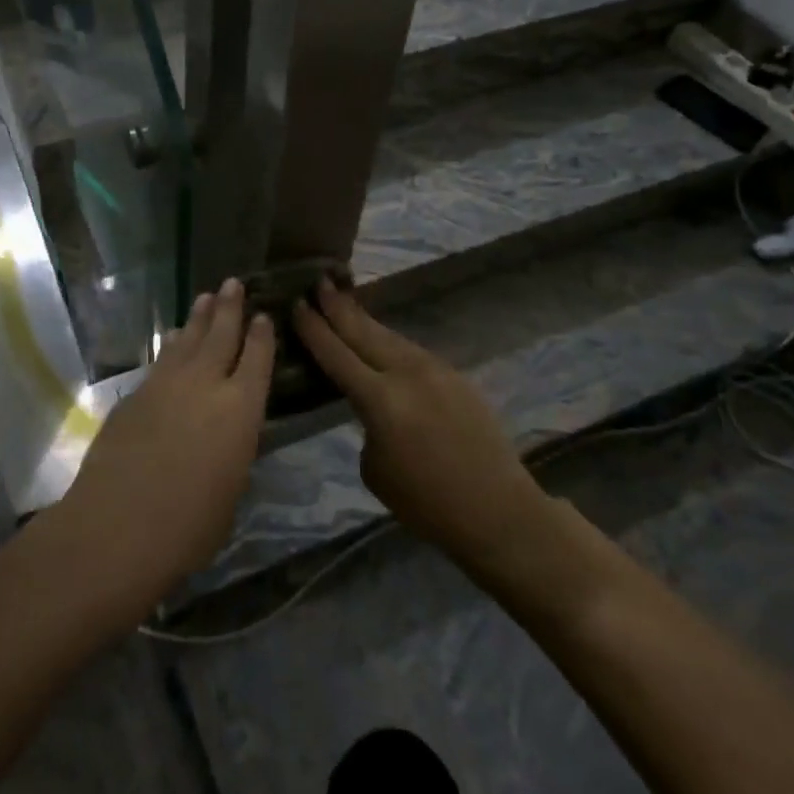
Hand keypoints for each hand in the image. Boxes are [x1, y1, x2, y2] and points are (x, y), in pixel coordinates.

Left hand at [58, 279, 275, 612]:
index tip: (262, 315)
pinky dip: (172, 345)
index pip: (257, 360)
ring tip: (206, 298)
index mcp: (240, 409)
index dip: (261, 336)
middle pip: (221, 335)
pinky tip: (173, 339)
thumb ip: (232, 450)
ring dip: (199, 318)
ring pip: (188, 340)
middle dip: (229, 307)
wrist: (118, 524)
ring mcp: (166, 384)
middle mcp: (205, 384)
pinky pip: (162, 359)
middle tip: (233, 282)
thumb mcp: (231, 489)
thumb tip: (225, 432)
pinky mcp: (135, 394)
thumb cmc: (190, 525)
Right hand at [293, 279, 545, 573]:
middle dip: (338, 306)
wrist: (497, 510)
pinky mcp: (455, 375)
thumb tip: (372, 404)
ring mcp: (435, 370)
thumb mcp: (374, 468)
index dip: (314, 328)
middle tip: (319, 282)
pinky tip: (381, 339)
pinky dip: (390, 341)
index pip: (336, 354)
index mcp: (381, 400)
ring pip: (390, 336)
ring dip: (364, 319)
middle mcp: (407, 374)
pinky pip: (412, 351)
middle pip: (364, 331)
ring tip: (344, 300)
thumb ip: (366, 424)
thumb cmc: (426, 504)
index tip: (297, 303)